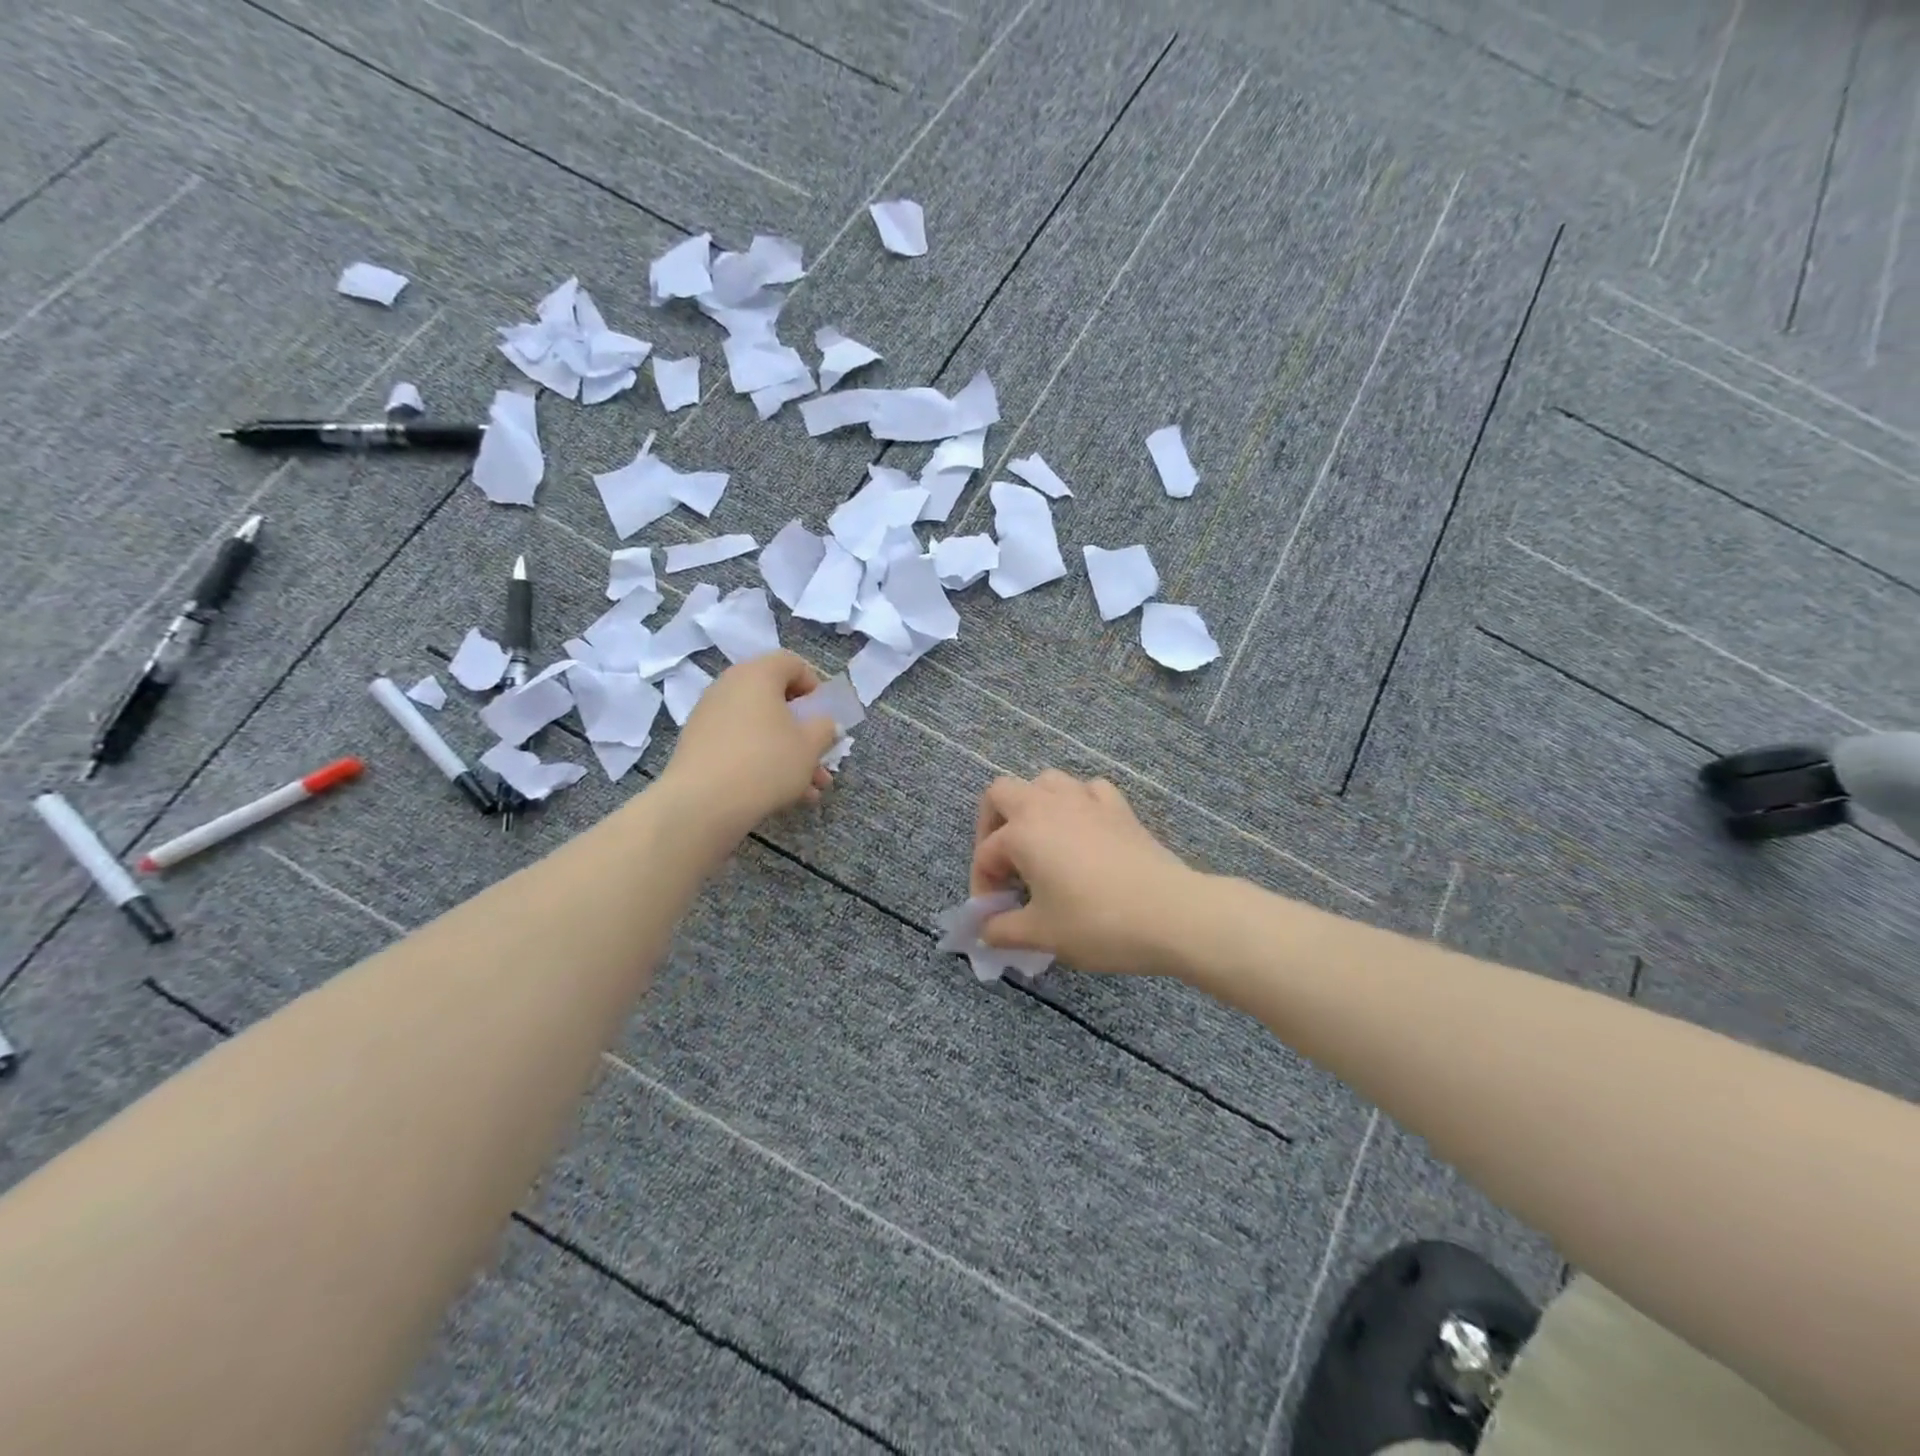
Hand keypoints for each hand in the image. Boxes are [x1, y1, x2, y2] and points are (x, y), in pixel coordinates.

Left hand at [662, 652, 839, 829]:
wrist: (703, 803)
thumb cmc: (766, 762)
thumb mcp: (810, 745)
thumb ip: (824, 728)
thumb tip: (823, 724)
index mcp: (758, 674)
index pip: (791, 663)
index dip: (814, 686)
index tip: (823, 716)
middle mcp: (729, 686)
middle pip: (775, 700)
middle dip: (803, 732)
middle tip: (820, 758)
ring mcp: (709, 715)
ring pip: (760, 729)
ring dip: (787, 754)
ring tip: (809, 790)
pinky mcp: (698, 744)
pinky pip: (739, 745)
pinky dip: (761, 763)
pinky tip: (781, 796)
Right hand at [969, 771, 1196, 975]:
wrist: (1172, 914)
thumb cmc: (1097, 923)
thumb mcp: (1042, 934)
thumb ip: (1002, 931)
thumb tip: (984, 931)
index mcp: (1023, 832)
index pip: (986, 854)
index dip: (982, 887)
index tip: (994, 919)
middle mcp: (1049, 804)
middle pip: (1002, 792)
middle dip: (992, 825)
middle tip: (1004, 864)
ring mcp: (1087, 800)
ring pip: (1047, 782)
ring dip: (1034, 807)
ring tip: (1040, 844)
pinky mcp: (1120, 808)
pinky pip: (1089, 791)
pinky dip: (1079, 805)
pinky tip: (1084, 832)